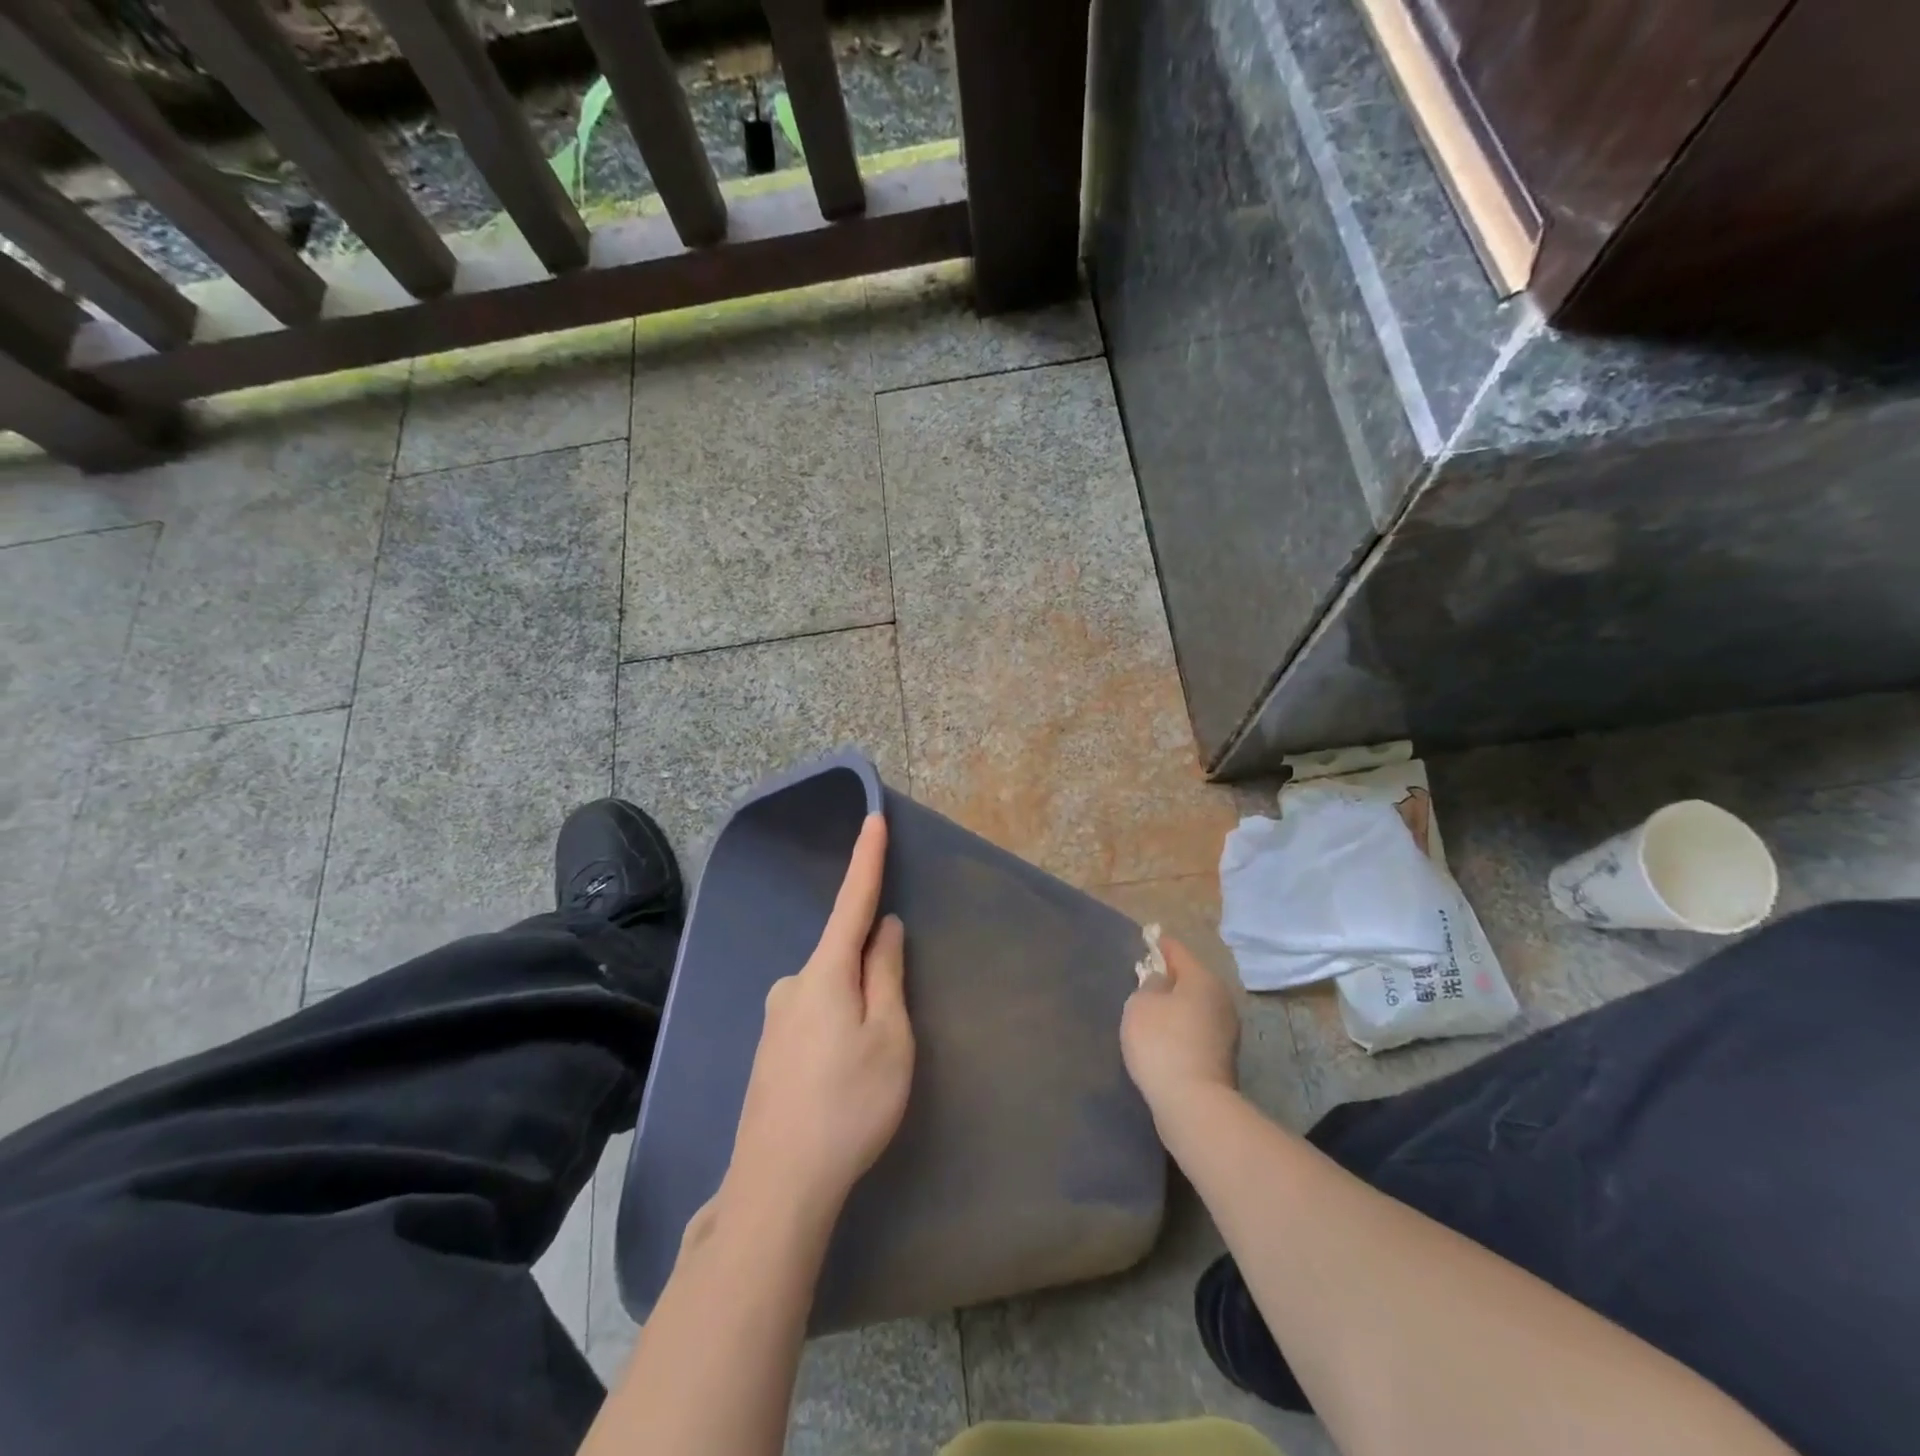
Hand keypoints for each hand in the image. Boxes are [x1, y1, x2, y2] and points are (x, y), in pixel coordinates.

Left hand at [726, 814, 913, 1224]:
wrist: (777, 1185)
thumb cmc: (848, 1104)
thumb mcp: (888, 1037)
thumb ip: (886, 975)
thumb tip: (884, 928)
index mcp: (824, 973)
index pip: (851, 902)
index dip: (866, 860)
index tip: (873, 818)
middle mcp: (792, 984)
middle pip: (843, 957)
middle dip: (872, 972)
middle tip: (890, 1031)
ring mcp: (774, 1019)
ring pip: (830, 993)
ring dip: (855, 1009)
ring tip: (866, 1070)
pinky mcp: (768, 1051)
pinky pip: (813, 1018)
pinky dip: (836, 1029)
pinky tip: (839, 1078)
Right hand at [1121, 934, 1240, 1119]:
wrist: (1193, 1104)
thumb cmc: (1162, 1043)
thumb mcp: (1140, 1004)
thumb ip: (1148, 985)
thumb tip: (1161, 983)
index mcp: (1202, 979)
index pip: (1177, 951)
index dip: (1159, 944)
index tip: (1146, 940)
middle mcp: (1221, 998)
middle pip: (1191, 978)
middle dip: (1170, 977)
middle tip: (1145, 978)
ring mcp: (1226, 1029)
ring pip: (1196, 1005)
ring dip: (1177, 1005)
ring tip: (1152, 1010)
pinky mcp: (1223, 1057)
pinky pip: (1197, 1029)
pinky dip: (1182, 1027)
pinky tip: (1164, 1037)